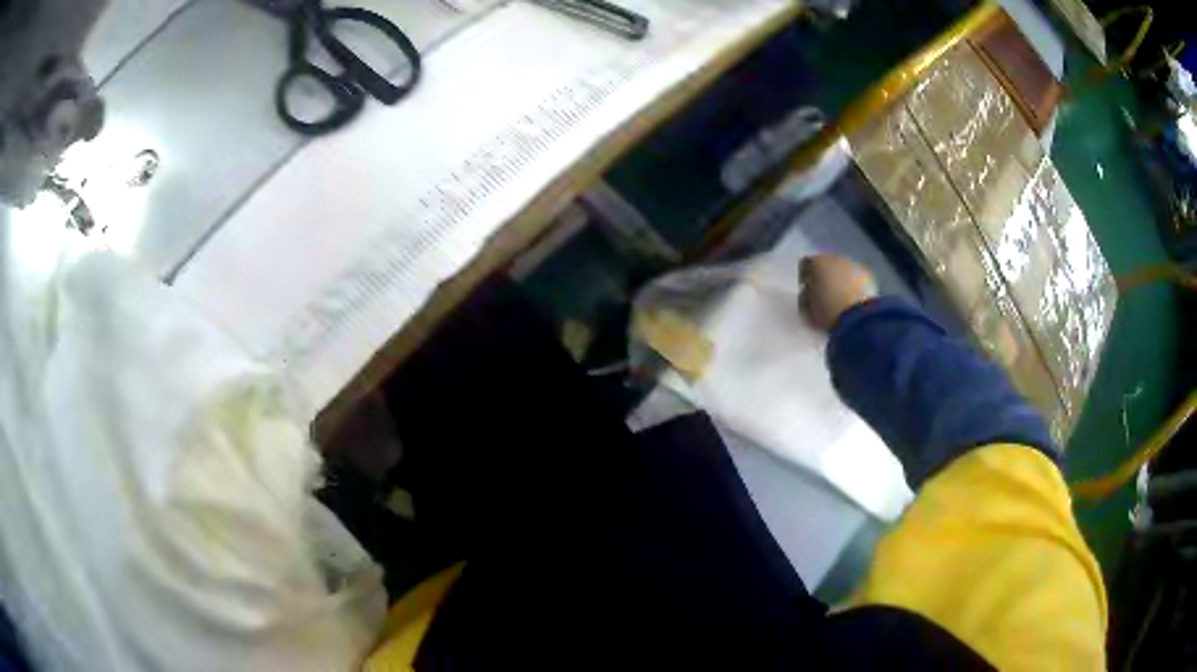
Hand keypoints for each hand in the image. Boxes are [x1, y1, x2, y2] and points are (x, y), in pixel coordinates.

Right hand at [799, 254, 877, 331]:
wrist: (858, 318)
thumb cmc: (827, 313)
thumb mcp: (806, 309)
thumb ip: (805, 296)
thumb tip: (808, 292)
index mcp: (816, 263)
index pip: (805, 264)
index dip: (804, 276)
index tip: (806, 289)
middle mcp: (834, 257)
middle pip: (826, 263)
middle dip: (824, 276)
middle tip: (824, 293)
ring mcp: (853, 265)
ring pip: (842, 269)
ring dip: (840, 279)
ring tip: (840, 297)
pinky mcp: (867, 275)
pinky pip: (855, 277)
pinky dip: (853, 285)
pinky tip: (852, 299)